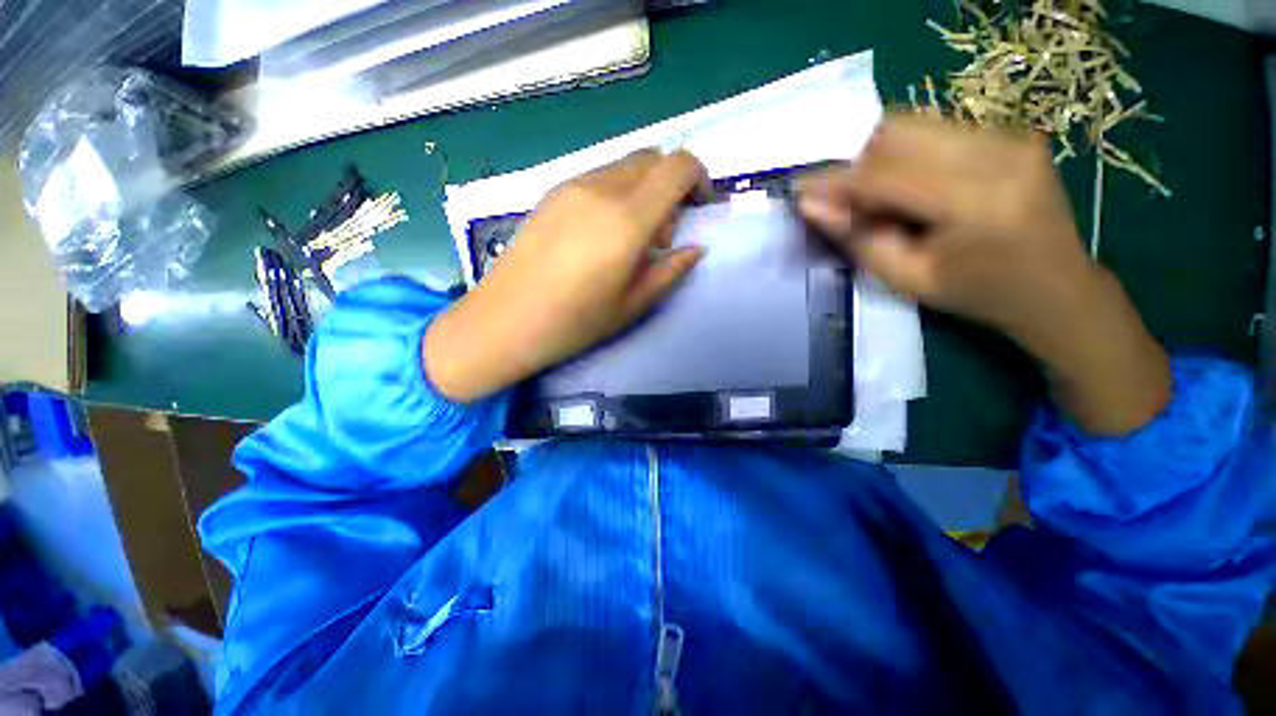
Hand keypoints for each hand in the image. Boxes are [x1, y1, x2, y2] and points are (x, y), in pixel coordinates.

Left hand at [425, 150, 708, 402]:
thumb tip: (695, 249)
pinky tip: (602, 232)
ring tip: (630, 237)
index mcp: (627, 220)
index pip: (678, 167)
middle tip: (663, 233)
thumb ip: (670, 271)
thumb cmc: (575, 322)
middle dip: (671, 186)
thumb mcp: (633, 305)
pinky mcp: (551, 193)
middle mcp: (600, 189)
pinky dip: (617, 192)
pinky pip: (599, 177)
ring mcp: (571, 186)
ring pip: (624, 166)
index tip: (699, 208)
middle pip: (652, 159)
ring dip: (643, 189)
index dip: (699, 179)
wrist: (505, 320)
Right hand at [798, 114, 1170, 434]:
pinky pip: (934, 130)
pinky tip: (903, 187)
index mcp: (978, 201)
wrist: (1057, 287)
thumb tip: (812, 206)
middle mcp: (999, 152)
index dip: (836, 180)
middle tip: (836, 197)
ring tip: (869, 196)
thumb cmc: (978, 293)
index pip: (886, 172)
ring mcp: (1010, 135)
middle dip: (854, 162)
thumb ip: (857, 238)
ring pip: (913, 124)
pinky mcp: (1010, 132)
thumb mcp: (907, 279)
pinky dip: (902, 154)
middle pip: (898, 132)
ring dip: (876, 157)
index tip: (800, 191)